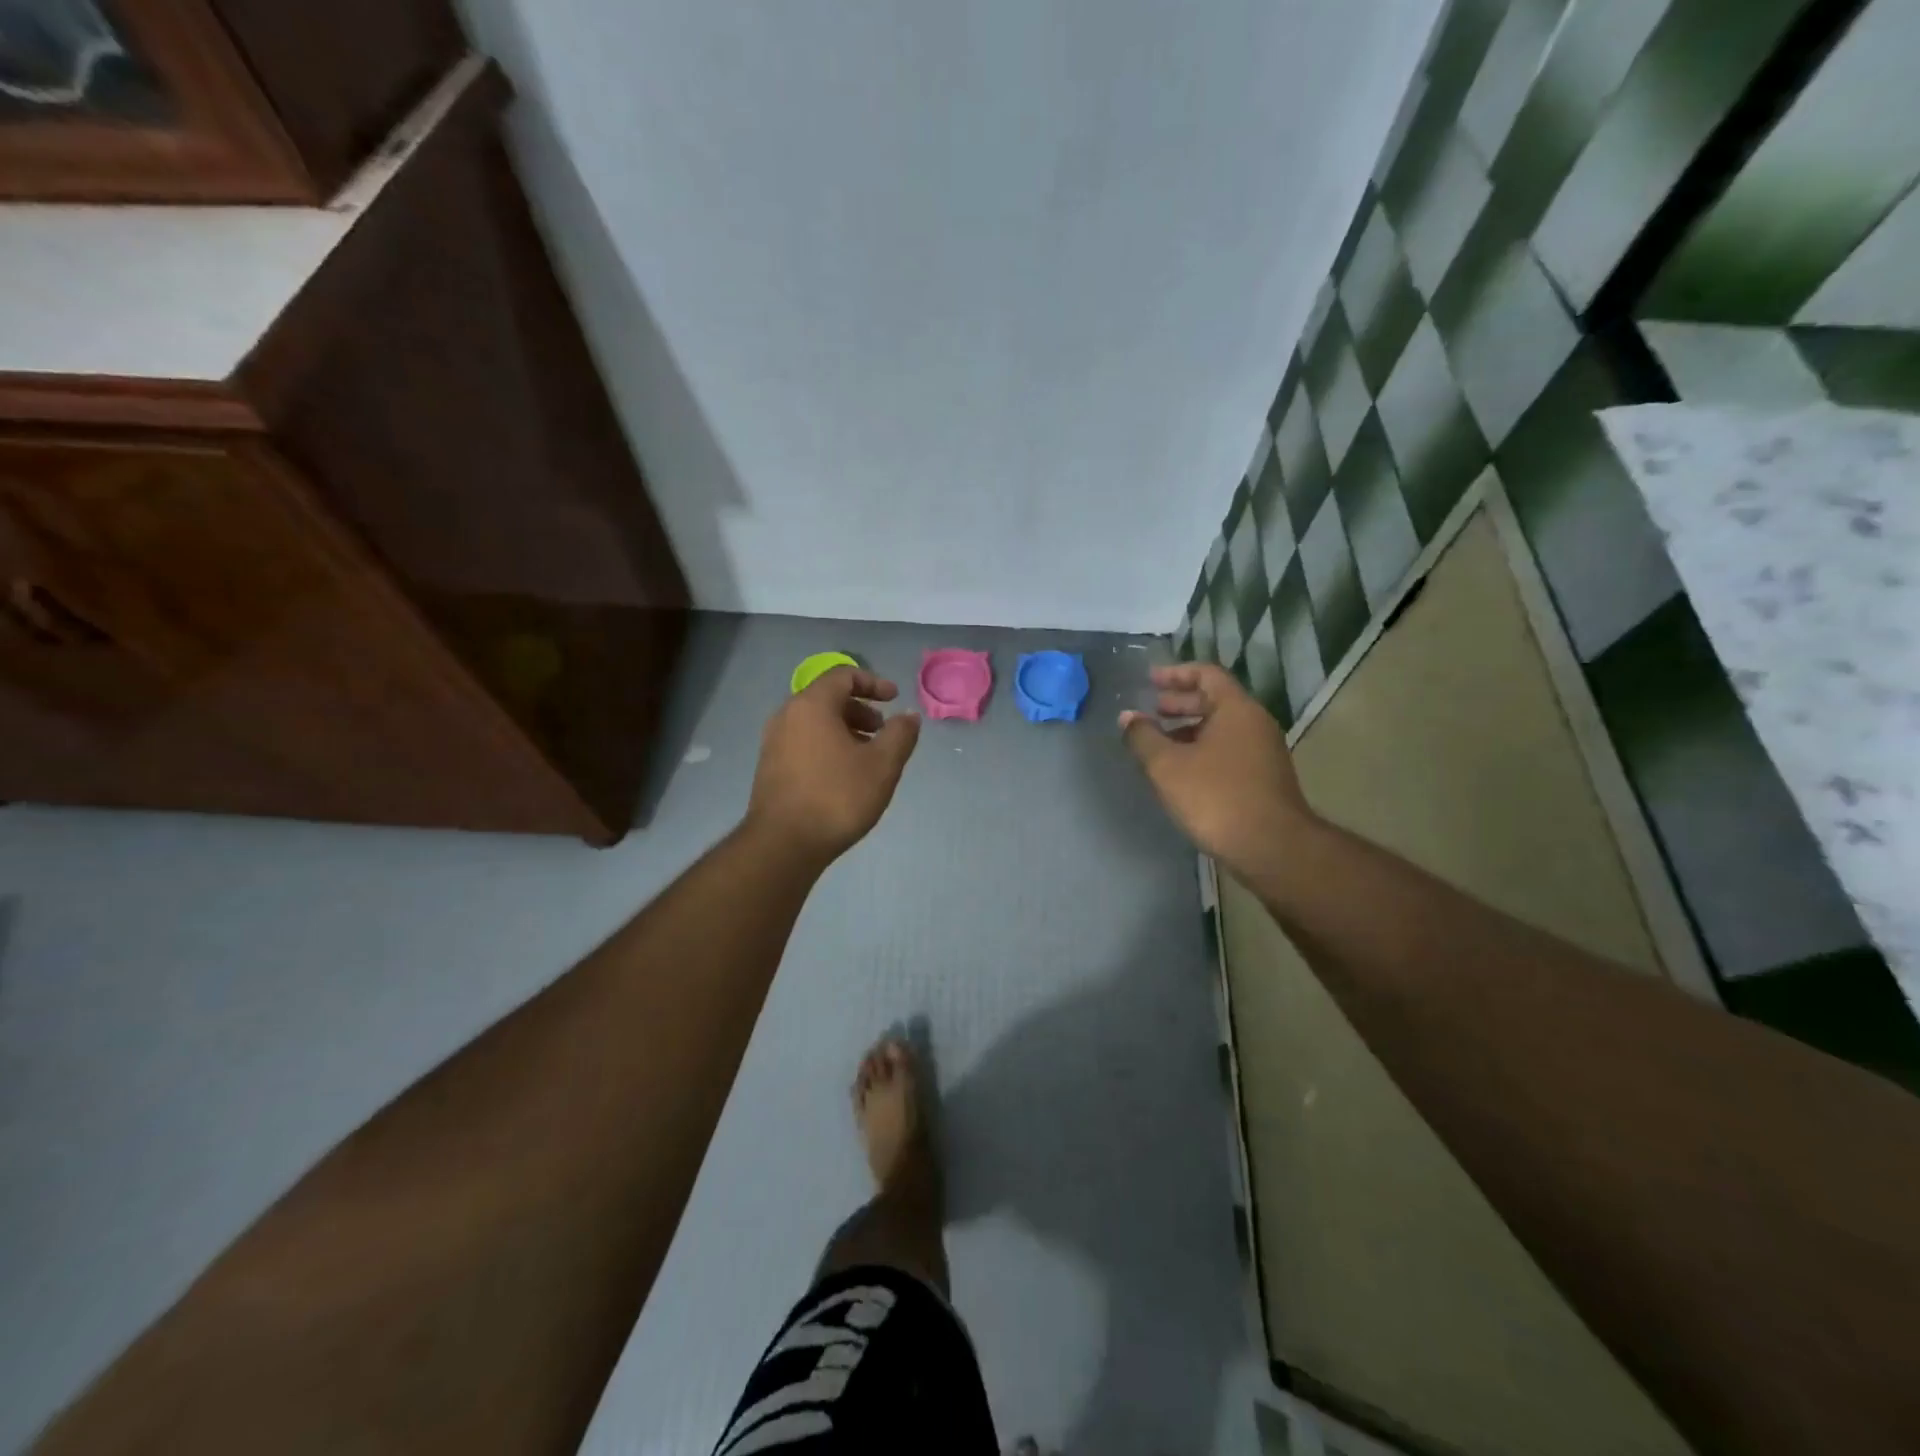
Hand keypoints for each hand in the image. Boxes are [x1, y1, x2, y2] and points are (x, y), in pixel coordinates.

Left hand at [748, 667, 920, 861]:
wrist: (784, 844)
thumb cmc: (837, 797)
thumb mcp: (882, 765)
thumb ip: (900, 734)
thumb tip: (908, 716)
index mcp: (812, 705)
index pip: (843, 675)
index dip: (873, 682)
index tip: (894, 699)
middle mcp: (787, 716)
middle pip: (827, 698)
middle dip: (860, 709)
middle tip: (883, 730)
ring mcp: (774, 742)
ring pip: (815, 722)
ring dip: (845, 729)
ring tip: (868, 756)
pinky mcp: (770, 767)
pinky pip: (804, 741)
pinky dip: (828, 745)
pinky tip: (844, 775)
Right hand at [1119, 663, 1313, 872]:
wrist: (1271, 847)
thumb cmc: (1216, 797)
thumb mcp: (1167, 766)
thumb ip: (1143, 737)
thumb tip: (1128, 717)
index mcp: (1236, 709)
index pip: (1206, 674)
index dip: (1175, 674)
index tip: (1150, 680)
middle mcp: (1255, 723)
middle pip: (1215, 700)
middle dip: (1180, 703)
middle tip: (1151, 710)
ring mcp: (1263, 752)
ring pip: (1221, 728)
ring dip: (1189, 729)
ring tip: (1159, 743)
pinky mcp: (1263, 778)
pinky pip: (1228, 750)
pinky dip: (1202, 750)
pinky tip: (1182, 772)